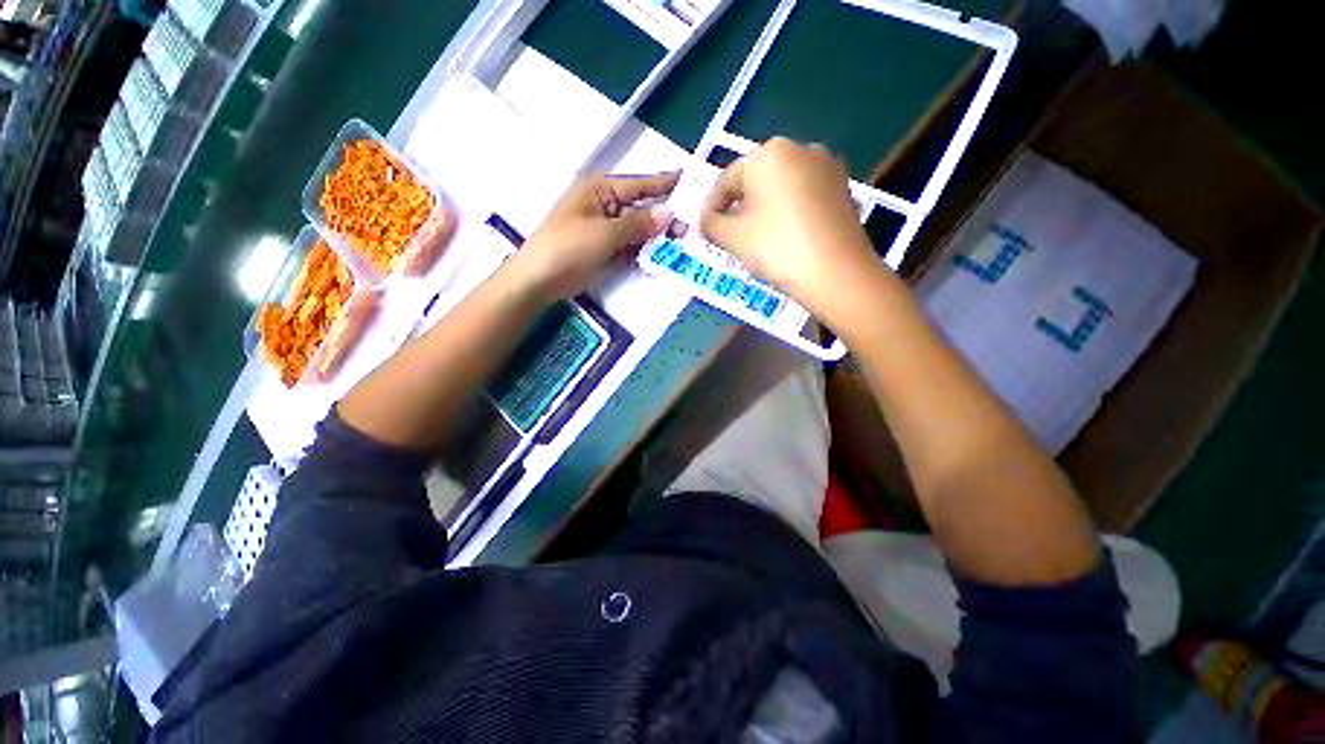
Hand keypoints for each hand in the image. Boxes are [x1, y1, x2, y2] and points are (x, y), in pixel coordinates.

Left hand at [512, 171, 677, 302]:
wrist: (540, 280)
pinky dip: (646, 251)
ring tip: (687, 241)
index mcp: (601, 191)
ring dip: (659, 237)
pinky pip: (632, 247)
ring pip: (639, 230)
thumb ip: (637, 224)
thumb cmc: (567, 248)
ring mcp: (607, 230)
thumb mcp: (604, 234)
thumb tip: (667, 213)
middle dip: (666, 216)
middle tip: (696, 223)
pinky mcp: (607, 250)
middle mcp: (607, 206)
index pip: (640, 184)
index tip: (691, 181)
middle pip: (642, 208)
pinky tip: (666, 256)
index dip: (665, 184)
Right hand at [699, 138, 882, 314]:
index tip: (706, 229)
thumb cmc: (777, 248)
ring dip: (765, 209)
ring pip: (782, 187)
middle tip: (730, 235)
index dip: (712, 206)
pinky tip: (787, 235)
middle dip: (740, 206)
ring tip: (759, 238)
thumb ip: (711, 224)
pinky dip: (789, 211)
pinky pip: (804, 194)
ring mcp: (827, 165)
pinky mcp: (843, 186)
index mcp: (768, 154)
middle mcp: (799, 148)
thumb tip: (706, 220)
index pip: (727, 179)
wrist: (836, 272)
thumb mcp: (733, 238)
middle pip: (756, 180)